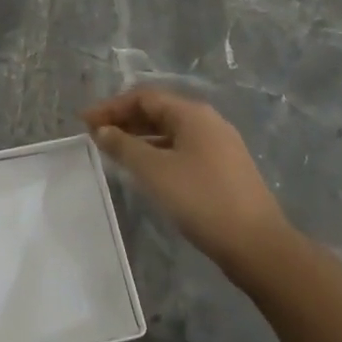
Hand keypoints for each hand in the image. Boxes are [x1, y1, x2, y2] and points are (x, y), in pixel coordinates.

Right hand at [82, 87, 289, 269]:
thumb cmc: (201, 199)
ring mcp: (219, 145)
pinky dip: (158, 152)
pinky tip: (146, 170)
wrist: (257, 244)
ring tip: (115, 152)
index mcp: (192, 113)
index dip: (111, 107)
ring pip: (171, 131)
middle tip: (96, 135)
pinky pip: (183, 148)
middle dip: (125, 120)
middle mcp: (208, 121)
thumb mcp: (154, 171)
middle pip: (158, 111)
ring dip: (141, 137)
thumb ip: (124, 146)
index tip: (84, 122)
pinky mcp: (224, 168)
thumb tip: (102, 130)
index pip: (144, 97)